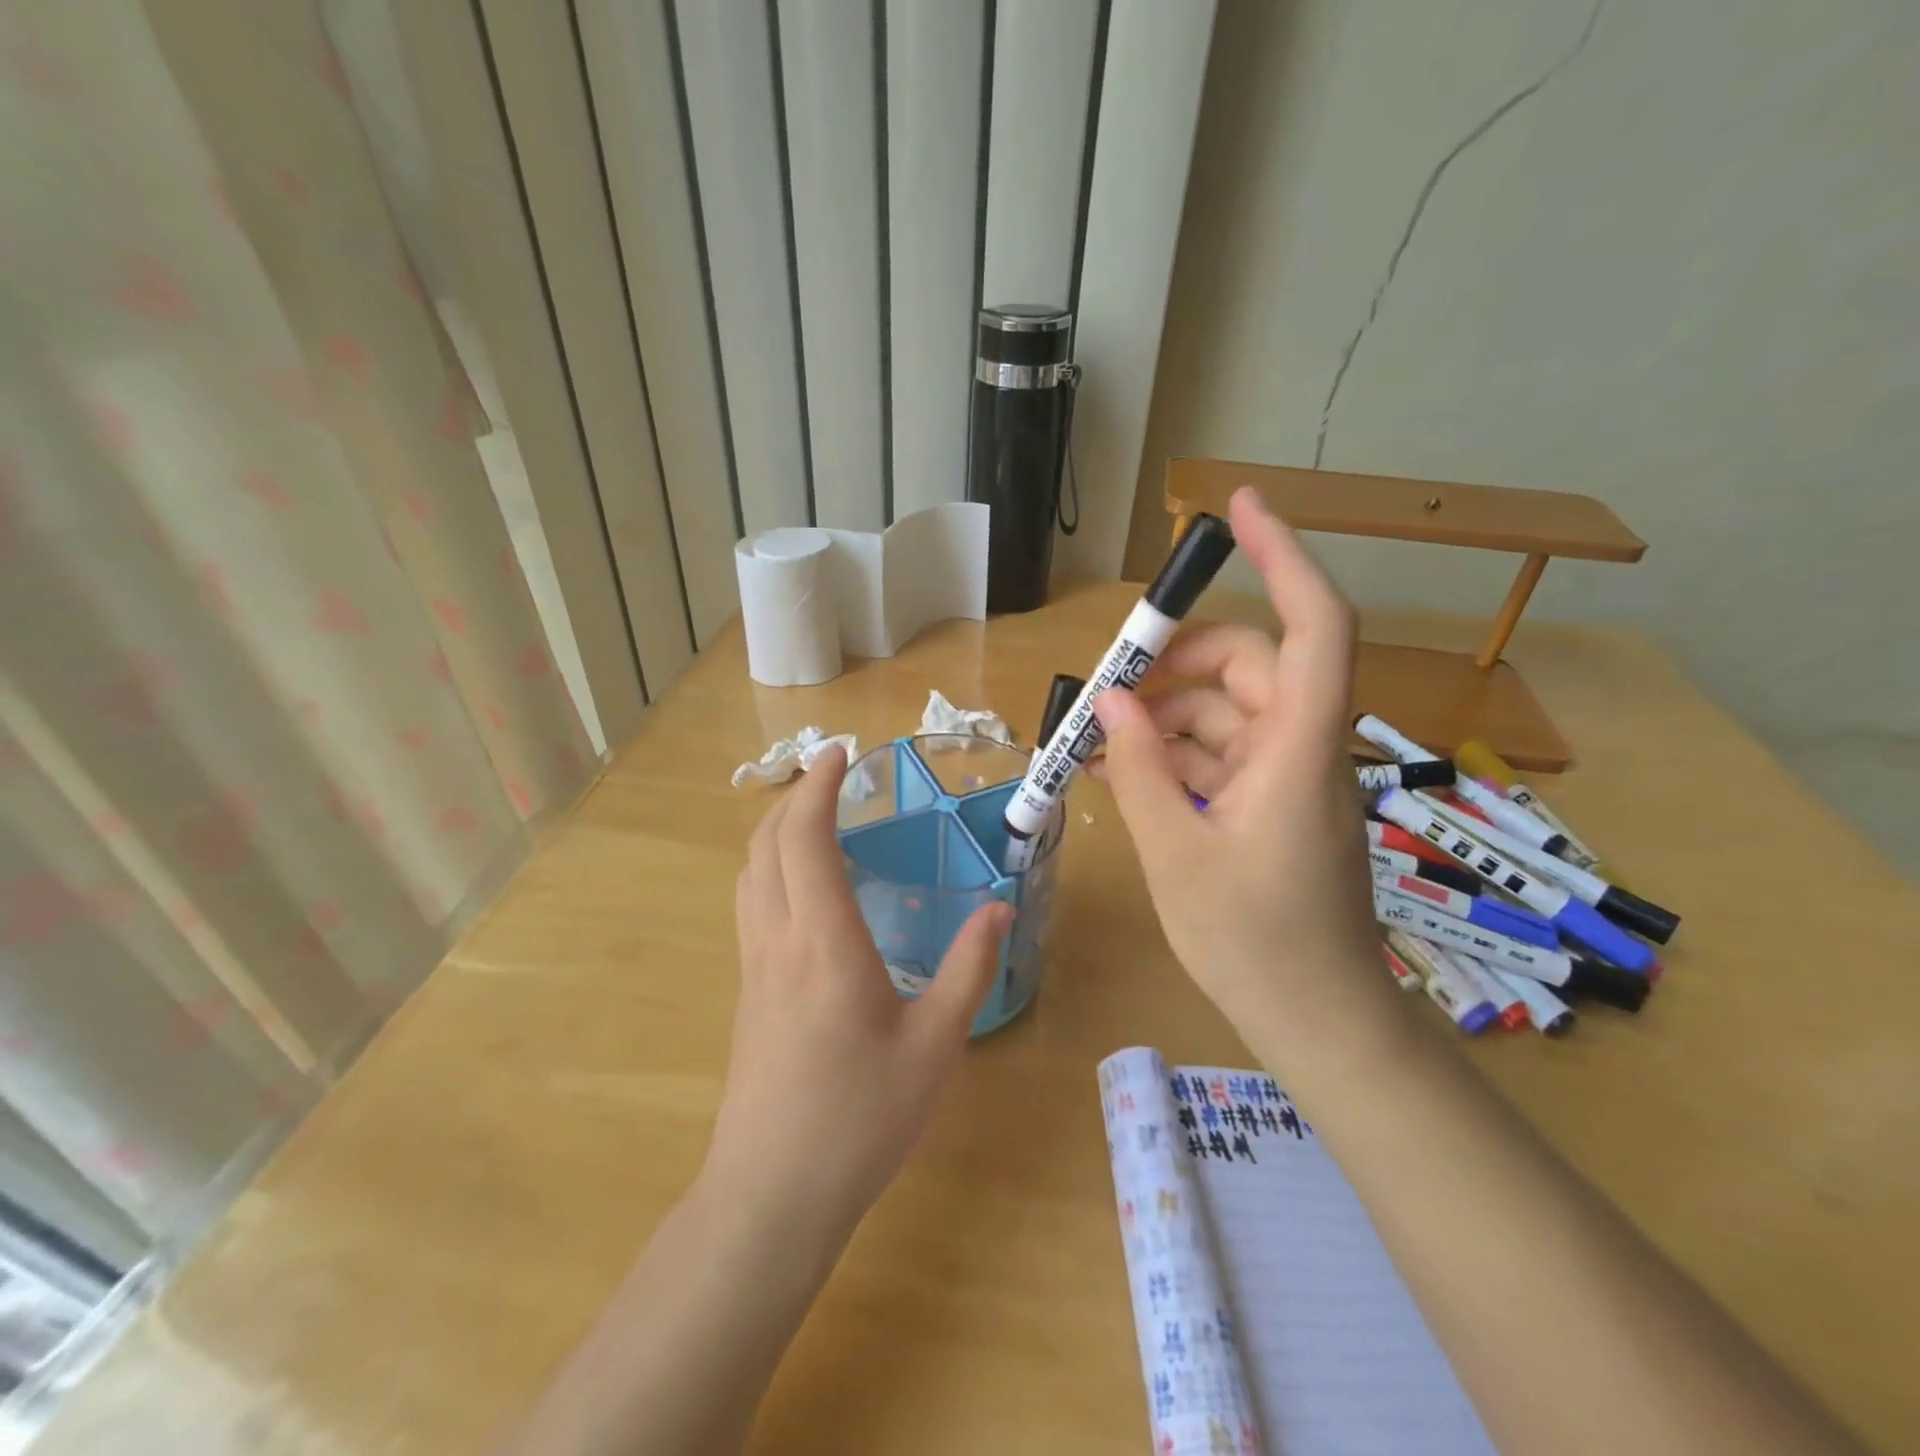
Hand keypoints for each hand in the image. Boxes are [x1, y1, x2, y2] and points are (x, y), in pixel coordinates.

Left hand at [706, 746, 1012, 1234]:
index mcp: (824, 941)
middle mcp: (778, 938)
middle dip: (795, 794)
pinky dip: (771, 865)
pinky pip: (751, 902)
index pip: (806, 837)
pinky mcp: (746, 989)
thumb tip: (1000, 910)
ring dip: (776, 828)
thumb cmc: (859, 1119)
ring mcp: (754, 964)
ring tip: (816, 816)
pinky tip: (803, 885)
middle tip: (833, 775)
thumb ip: (969, 970)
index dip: (819, 786)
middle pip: (767, 842)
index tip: (840, 753)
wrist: (770, 1194)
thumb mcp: (934, 1046)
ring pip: (750, 871)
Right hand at [1092, 488, 1389, 1054]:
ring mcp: (1288, 775)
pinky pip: (1219, 754)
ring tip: (1098, 745)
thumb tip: (1111, 707)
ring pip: (1224, 711)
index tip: (1236, 508)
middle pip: (1247, 665)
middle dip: (1174, 664)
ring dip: (1162, 718)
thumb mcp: (1176, 854)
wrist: (1316, 1020)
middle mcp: (1302, 747)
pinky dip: (1173, 755)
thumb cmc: (1254, 943)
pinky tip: (1123, 775)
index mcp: (1298, 750)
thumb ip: (1140, 772)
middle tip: (1108, 688)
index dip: (1283, 555)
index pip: (1312, 626)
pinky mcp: (1272, 801)